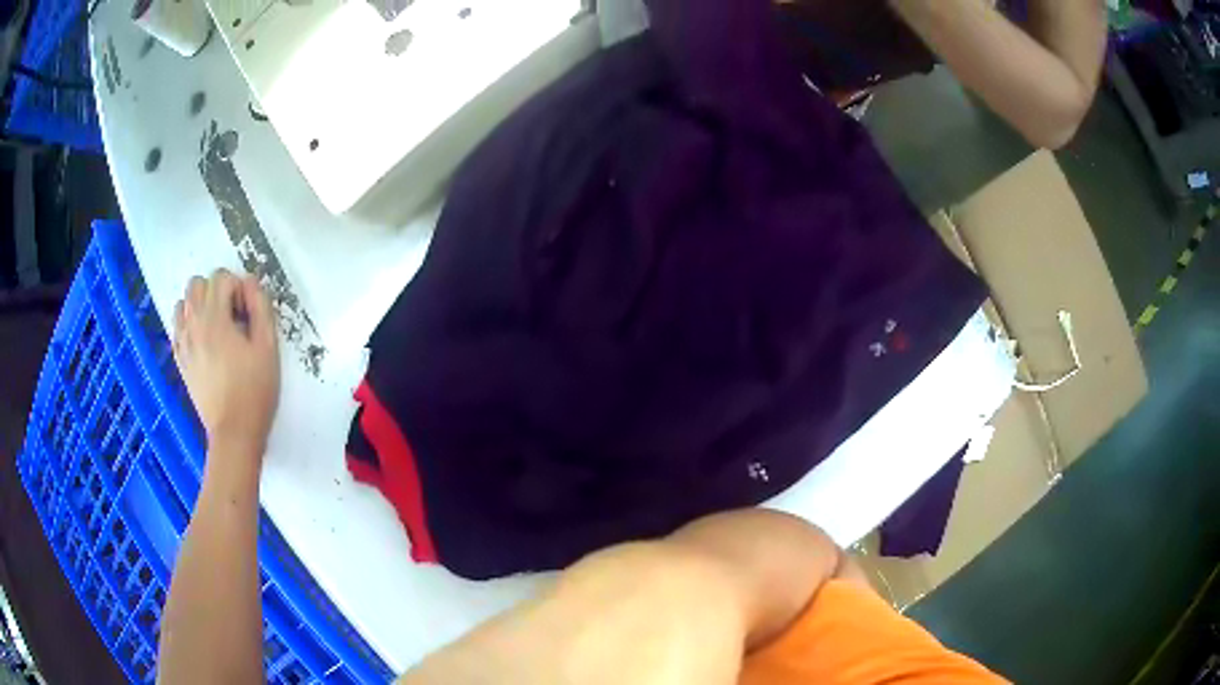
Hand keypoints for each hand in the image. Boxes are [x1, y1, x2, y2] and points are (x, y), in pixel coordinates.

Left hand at [173, 269, 279, 460]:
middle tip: (232, 316)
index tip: (248, 313)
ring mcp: (183, 342)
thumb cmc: (255, 390)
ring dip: (199, 305)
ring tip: (216, 327)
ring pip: (183, 302)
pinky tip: (204, 341)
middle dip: (216, 291)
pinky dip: (188, 324)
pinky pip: (177, 327)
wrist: (234, 432)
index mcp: (215, 318)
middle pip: (197, 284)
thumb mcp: (268, 346)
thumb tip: (250, 282)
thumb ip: (260, 307)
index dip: (238, 288)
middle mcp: (193, 324)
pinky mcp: (180, 359)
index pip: (221, 277)